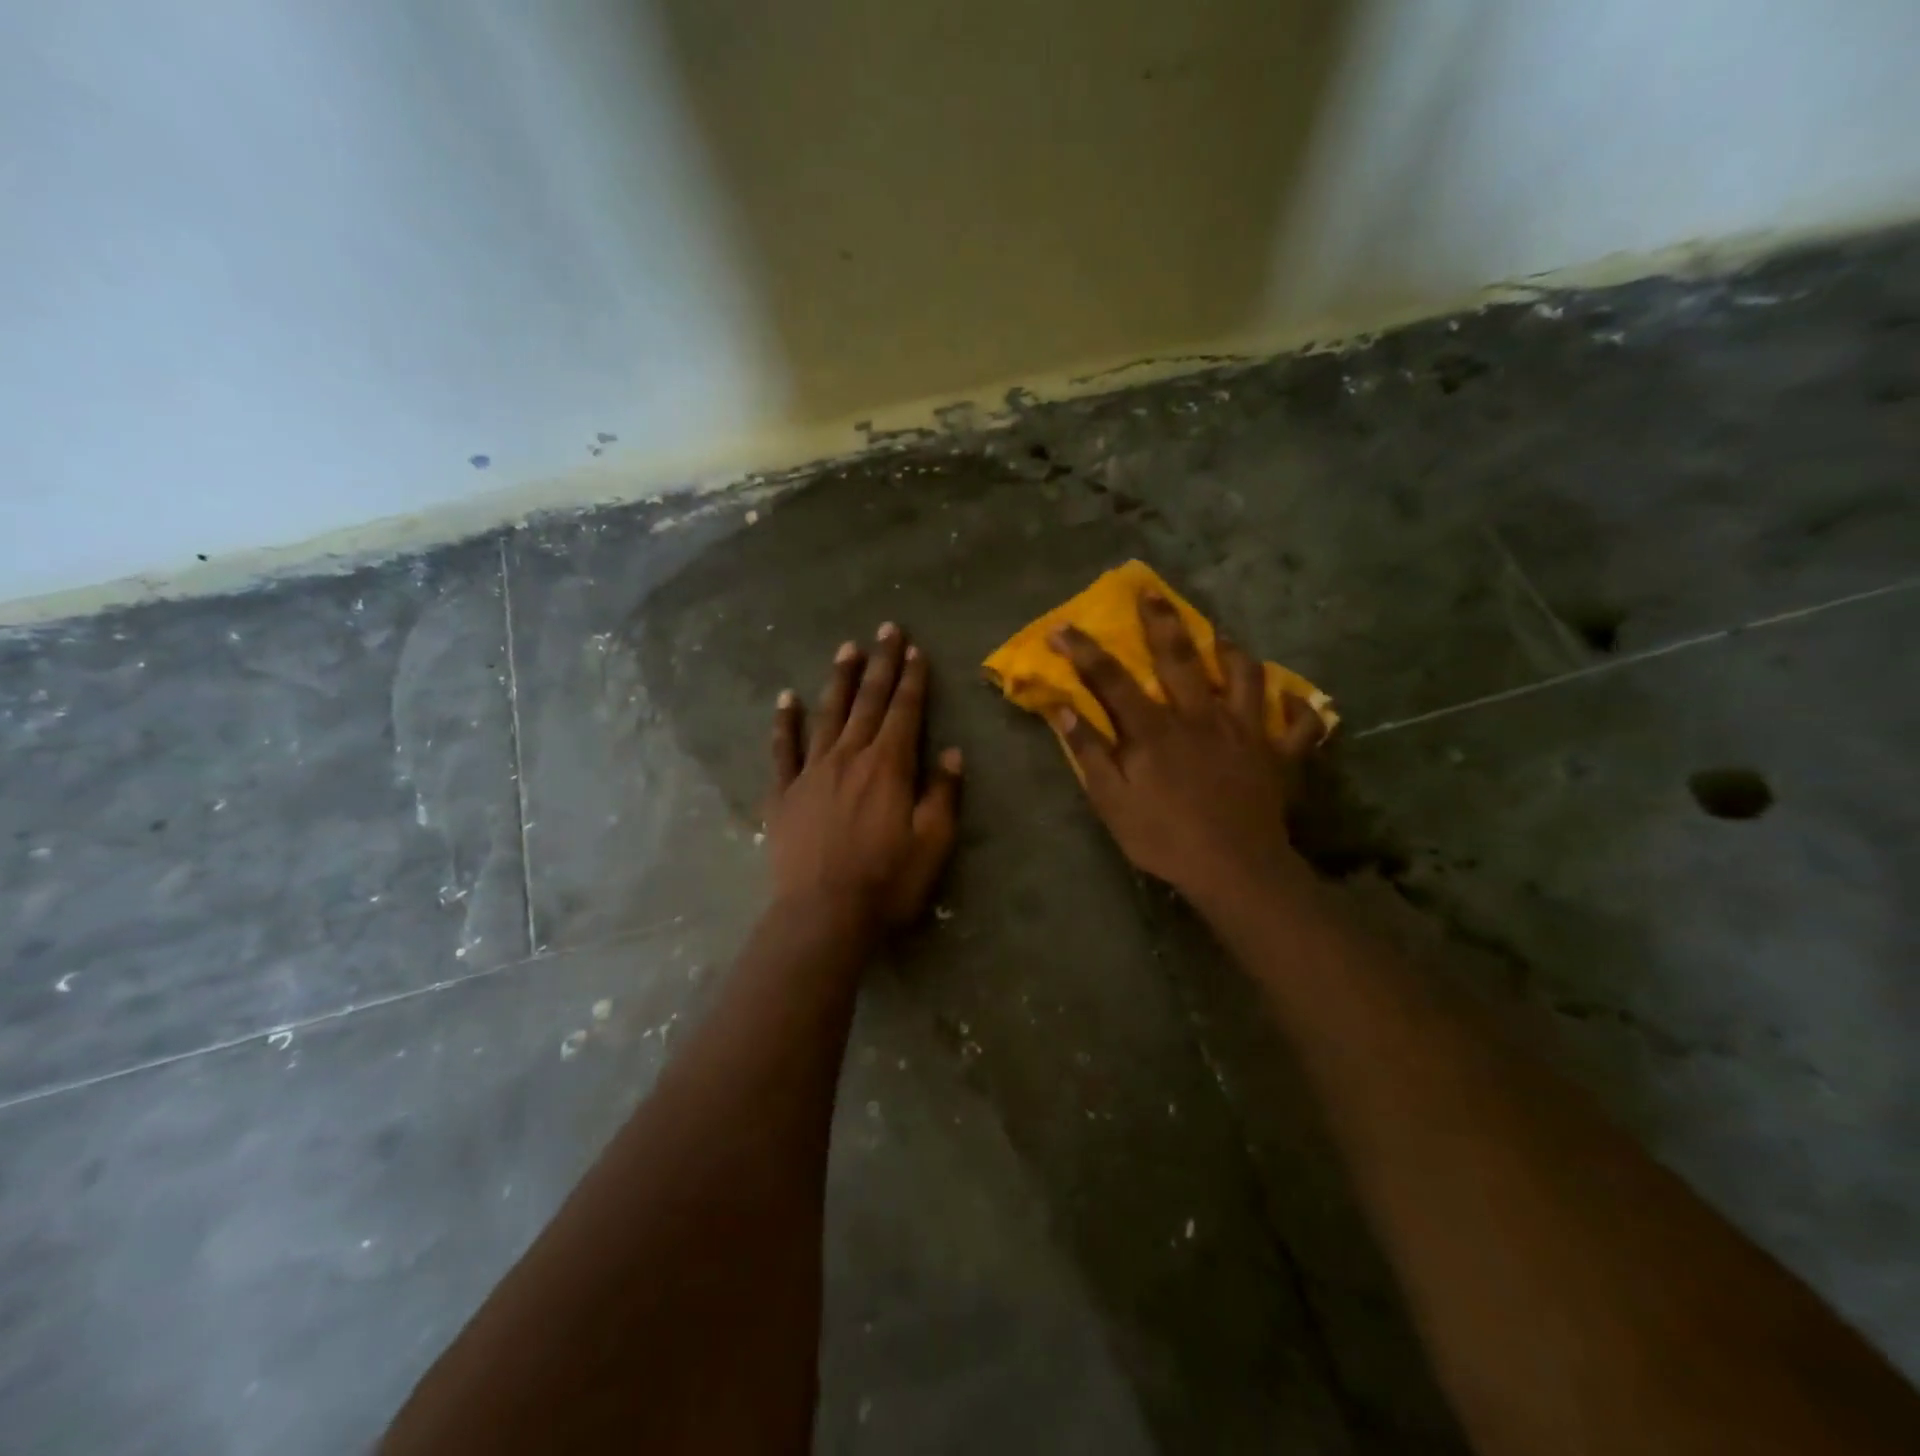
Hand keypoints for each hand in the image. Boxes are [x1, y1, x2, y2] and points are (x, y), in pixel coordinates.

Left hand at [765, 624, 962, 930]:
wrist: (823, 915)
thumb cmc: (887, 882)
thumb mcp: (933, 843)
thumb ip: (943, 793)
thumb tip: (952, 752)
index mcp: (889, 766)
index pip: (905, 710)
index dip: (912, 678)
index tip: (915, 648)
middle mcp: (850, 756)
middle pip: (869, 701)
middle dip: (881, 664)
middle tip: (886, 629)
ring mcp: (812, 772)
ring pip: (828, 714)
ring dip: (840, 680)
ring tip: (847, 649)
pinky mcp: (783, 793)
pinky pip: (783, 749)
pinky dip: (785, 722)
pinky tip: (786, 698)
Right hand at [1049, 591, 1322, 907]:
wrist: (1234, 870)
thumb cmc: (1165, 838)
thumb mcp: (1112, 802)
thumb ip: (1088, 752)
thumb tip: (1061, 708)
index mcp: (1155, 730)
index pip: (1112, 680)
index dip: (1084, 651)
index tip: (1062, 627)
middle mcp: (1201, 716)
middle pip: (1180, 658)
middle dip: (1161, 622)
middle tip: (1151, 592)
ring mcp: (1246, 731)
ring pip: (1245, 676)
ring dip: (1231, 651)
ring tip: (1221, 636)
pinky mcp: (1279, 754)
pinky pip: (1298, 724)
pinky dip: (1298, 709)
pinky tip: (1291, 700)